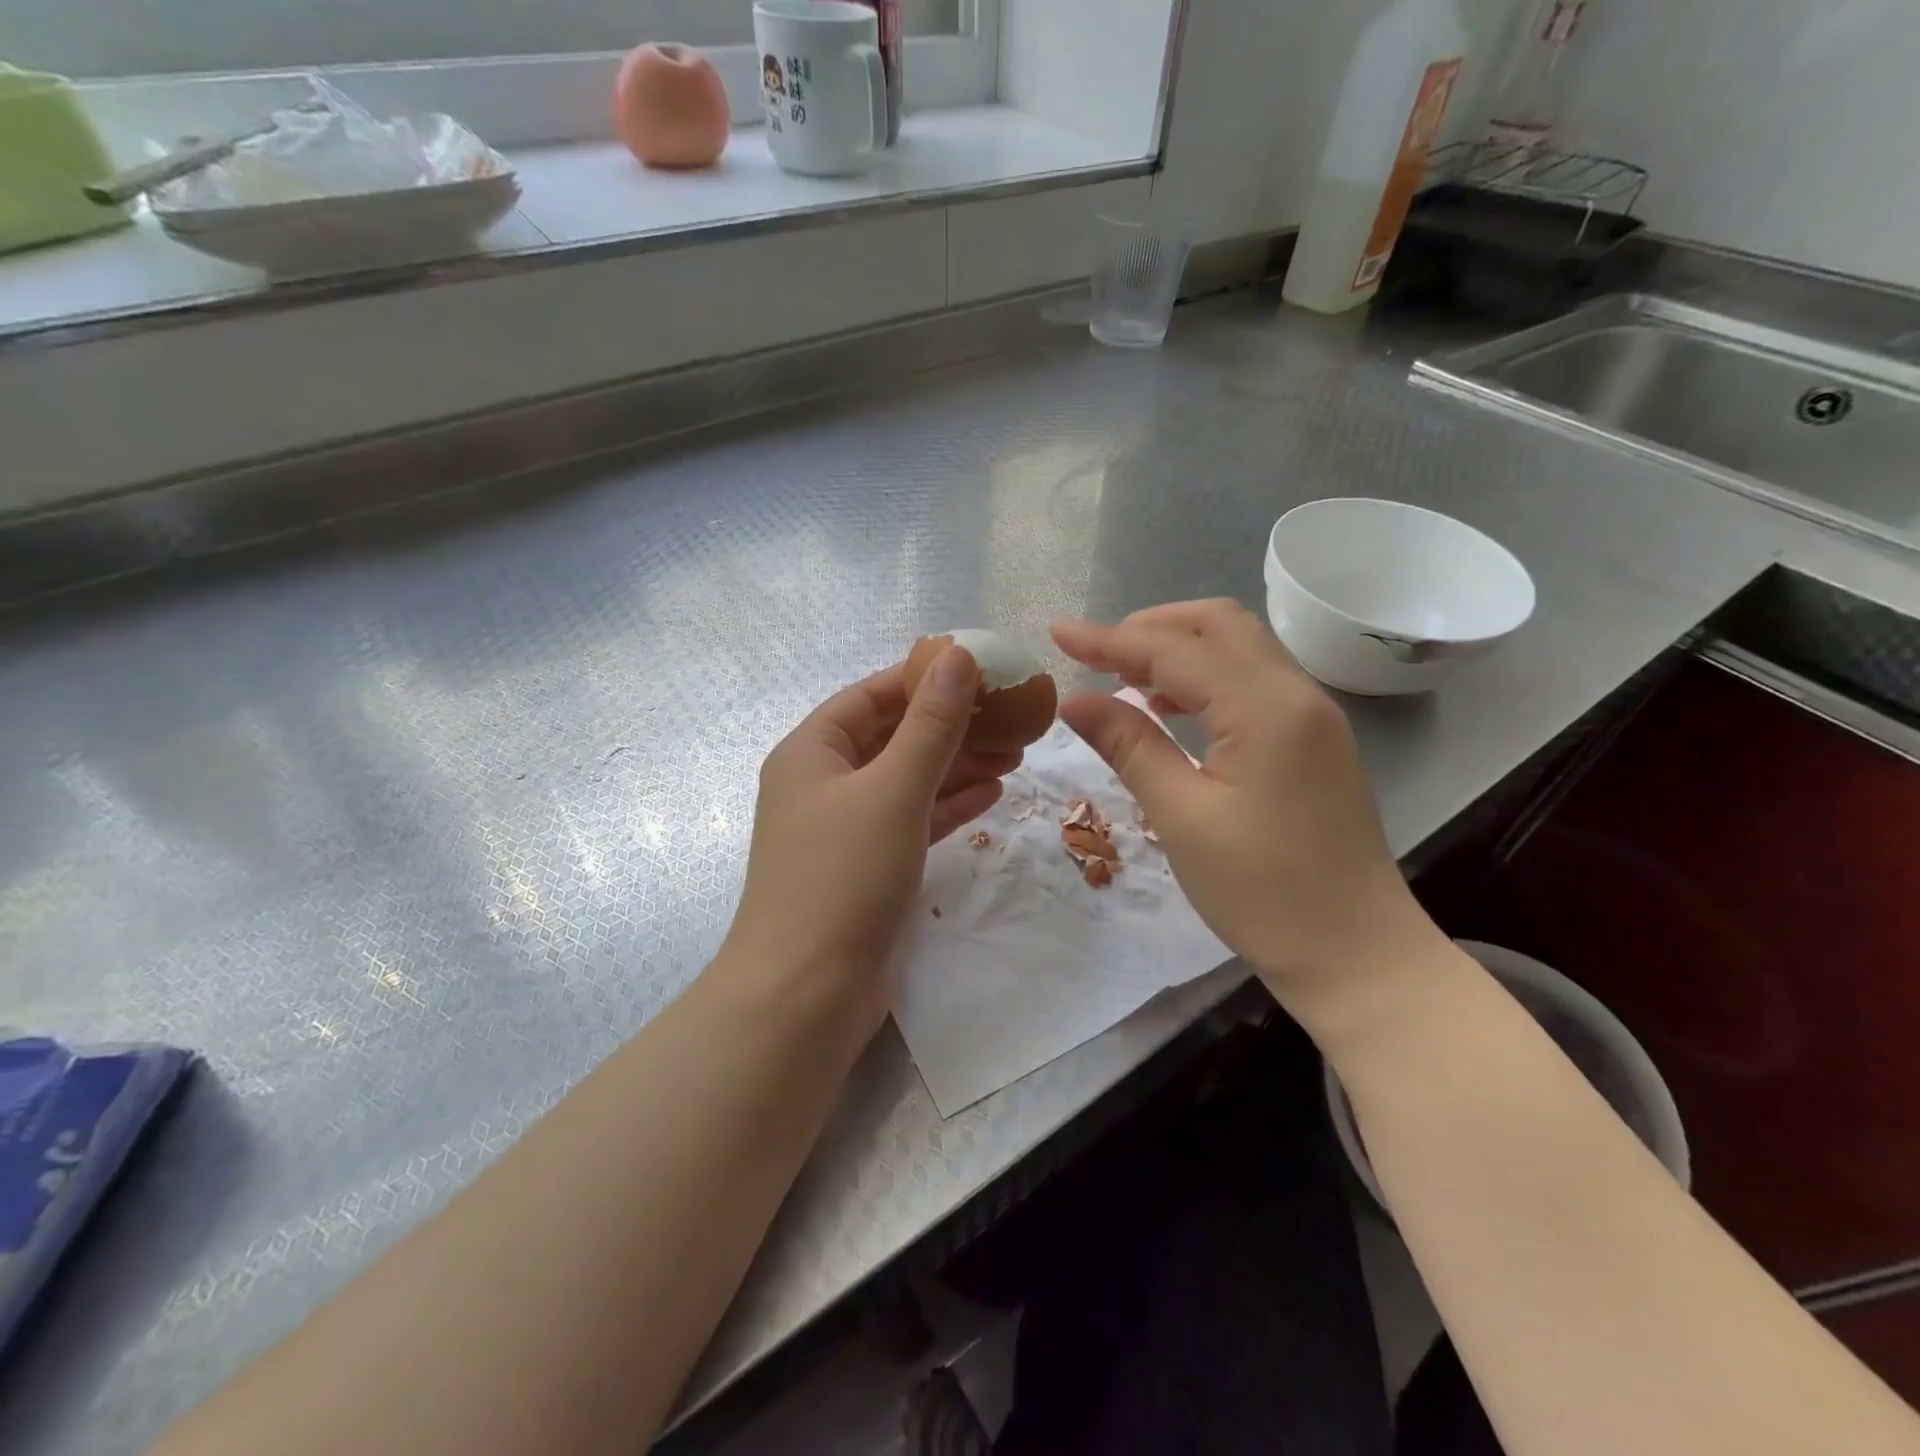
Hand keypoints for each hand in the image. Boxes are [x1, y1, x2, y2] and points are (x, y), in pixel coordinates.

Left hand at [722, 647, 1017, 1038]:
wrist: (806, 994)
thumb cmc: (843, 876)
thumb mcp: (893, 789)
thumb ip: (930, 724)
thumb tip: (958, 654)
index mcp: (812, 751)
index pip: (872, 695)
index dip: (924, 678)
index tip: (981, 671)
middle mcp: (824, 783)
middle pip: (894, 737)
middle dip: (951, 726)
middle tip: (1012, 718)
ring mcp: (846, 828)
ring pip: (908, 780)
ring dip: (958, 765)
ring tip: (1016, 752)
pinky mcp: (868, 866)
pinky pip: (913, 820)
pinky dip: (949, 806)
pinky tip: (992, 793)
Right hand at [1051, 600, 1445, 1025]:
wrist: (1357, 956)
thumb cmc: (1263, 893)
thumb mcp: (1182, 818)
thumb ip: (1129, 746)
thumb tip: (1074, 700)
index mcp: (1265, 708)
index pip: (1175, 650)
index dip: (1110, 639)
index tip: (1058, 633)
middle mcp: (1297, 694)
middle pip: (1219, 625)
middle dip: (1151, 628)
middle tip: (1097, 656)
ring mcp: (1314, 715)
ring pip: (1240, 649)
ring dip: (1179, 650)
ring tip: (1124, 679)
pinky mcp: (1315, 740)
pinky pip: (1254, 682)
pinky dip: (1206, 679)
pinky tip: (1171, 710)